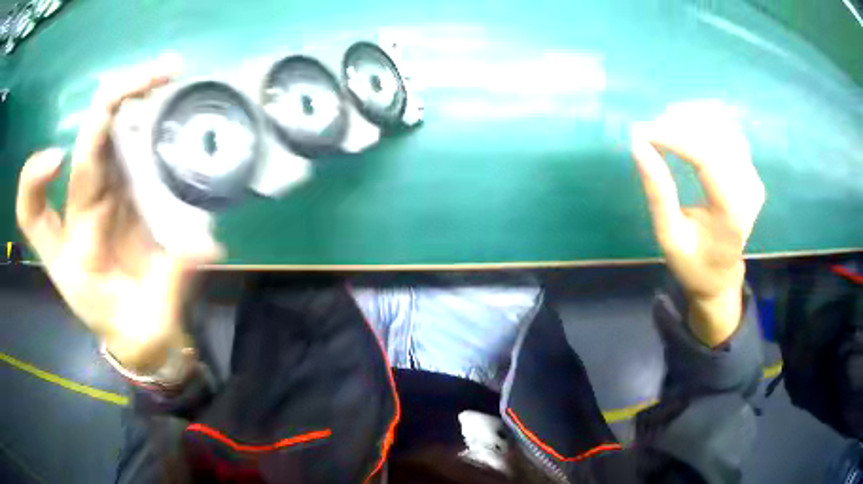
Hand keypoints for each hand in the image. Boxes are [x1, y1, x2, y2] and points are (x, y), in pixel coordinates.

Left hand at [15, 55, 221, 371]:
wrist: (148, 333)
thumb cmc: (137, 333)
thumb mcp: (147, 330)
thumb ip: (168, 286)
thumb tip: (203, 244)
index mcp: (70, 253)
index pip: (32, 211)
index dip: (35, 179)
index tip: (58, 159)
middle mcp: (81, 213)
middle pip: (84, 146)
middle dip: (113, 103)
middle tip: (159, 75)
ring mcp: (107, 196)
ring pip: (110, 133)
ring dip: (135, 97)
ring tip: (170, 73)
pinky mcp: (130, 190)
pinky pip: (133, 145)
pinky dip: (150, 117)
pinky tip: (174, 101)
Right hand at [631, 101, 765, 345]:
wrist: (722, 276)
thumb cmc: (694, 263)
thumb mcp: (669, 237)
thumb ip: (658, 192)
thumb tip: (638, 145)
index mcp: (731, 213)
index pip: (707, 157)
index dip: (674, 137)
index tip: (643, 133)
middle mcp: (748, 189)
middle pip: (716, 134)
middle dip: (679, 123)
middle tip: (649, 130)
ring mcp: (752, 177)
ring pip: (724, 125)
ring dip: (691, 117)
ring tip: (664, 126)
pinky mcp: (750, 170)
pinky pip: (728, 131)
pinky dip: (704, 122)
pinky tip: (684, 128)